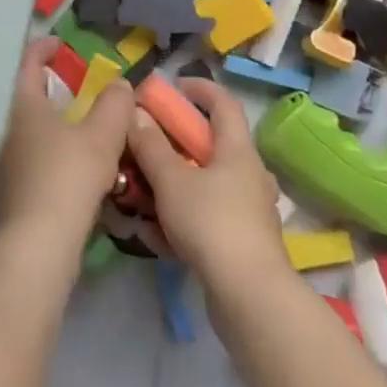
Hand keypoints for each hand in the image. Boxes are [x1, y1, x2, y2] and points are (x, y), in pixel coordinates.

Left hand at [0, 39, 133, 247]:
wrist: (37, 245)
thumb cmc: (67, 177)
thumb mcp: (102, 136)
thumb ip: (114, 105)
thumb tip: (120, 84)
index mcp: (23, 105)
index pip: (27, 62)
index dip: (44, 48)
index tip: (61, 44)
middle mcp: (7, 129)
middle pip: (27, 96)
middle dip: (52, 87)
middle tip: (80, 85)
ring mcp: (6, 162)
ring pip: (31, 129)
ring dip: (55, 122)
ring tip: (84, 125)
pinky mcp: (13, 191)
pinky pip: (35, 157)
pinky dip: (54, 150)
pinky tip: (76, 164)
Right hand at [126, 80, 290, 293]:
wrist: (250, 298)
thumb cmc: (211, 224)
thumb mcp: (171, 180)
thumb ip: (151, 146)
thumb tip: (136, 113)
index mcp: (238, 150)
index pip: (223, 102)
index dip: (198, 88)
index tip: (170, 88)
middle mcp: (249, 174)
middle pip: (213, 144)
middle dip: (177, 141)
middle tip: (147, 143)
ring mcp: (250, 210)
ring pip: (208, 182)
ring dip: (176, 182)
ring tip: (143, 191)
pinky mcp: (244, 243)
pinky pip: (209, 216)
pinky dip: (184, 216)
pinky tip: (156, 234)